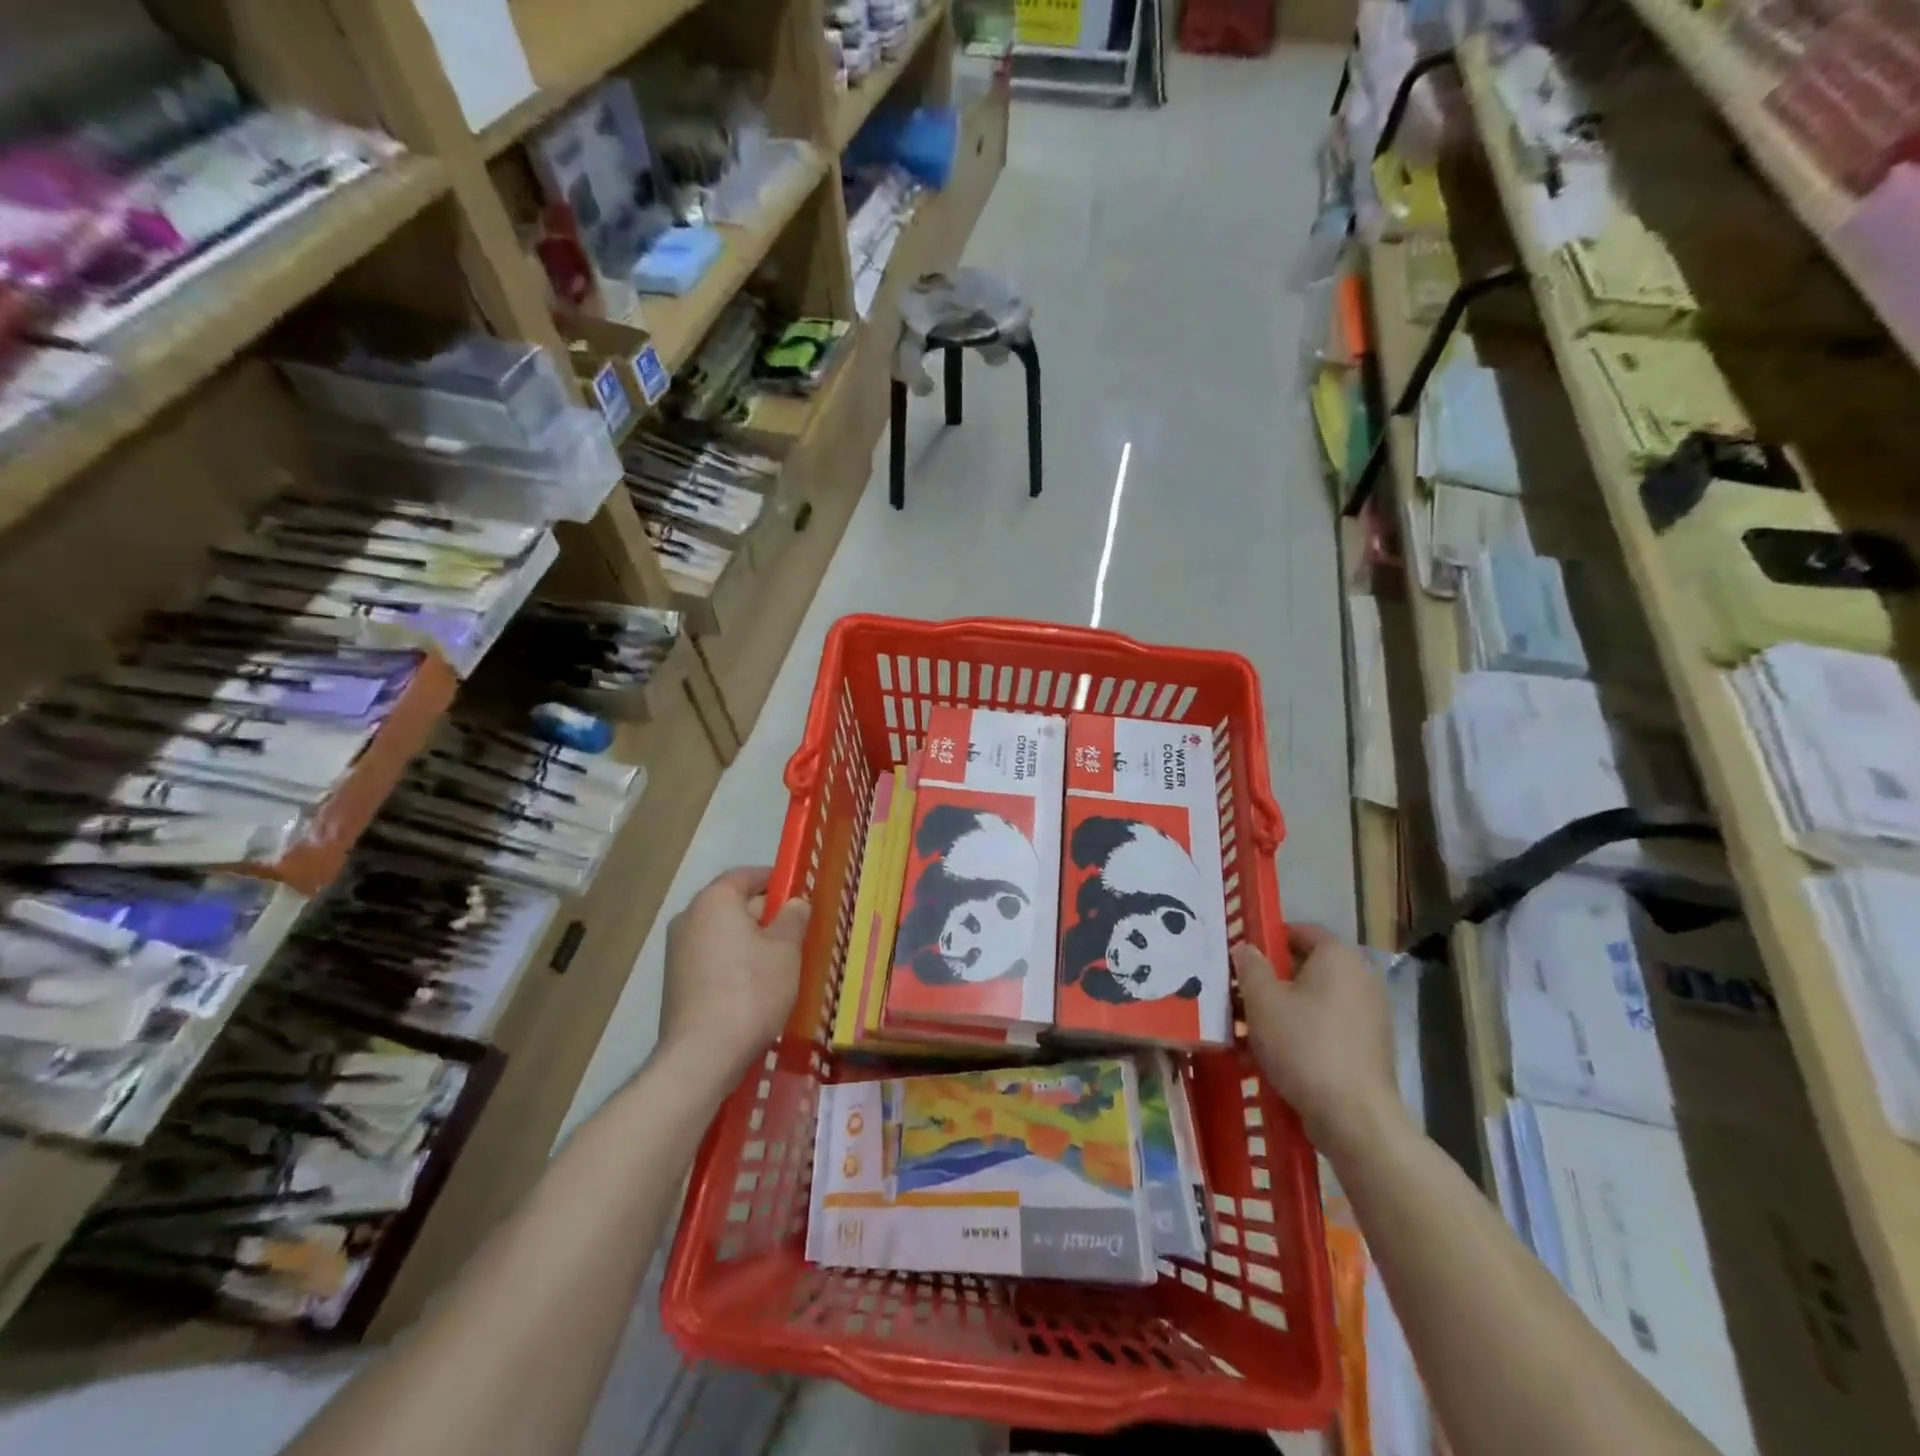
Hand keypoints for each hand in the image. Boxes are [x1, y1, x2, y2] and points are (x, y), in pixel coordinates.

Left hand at [660, 867, 809, 1073]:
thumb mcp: (786, 950)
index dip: (774, 880)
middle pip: (733, 904)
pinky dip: (733, 963)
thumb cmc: (752, 989)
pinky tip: (755, 986)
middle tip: (796, 932)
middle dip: (765, 914)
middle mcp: (689, 918)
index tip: (798, 893)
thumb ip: (793, 918)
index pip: (746, 875)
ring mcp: (677, 952)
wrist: (703, 1054)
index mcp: (714, 901)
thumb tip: (795, 902)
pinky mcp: (675, 982)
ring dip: (749, 941)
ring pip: (722, 934)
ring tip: (780, 962)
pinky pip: (711, 958)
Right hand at [1234, 923, 1403, 1153]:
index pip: (1299, 931)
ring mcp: (1370, 1014)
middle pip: (1307, 967)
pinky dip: (1303, 1032)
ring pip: (1315, 999)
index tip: (1240, 958)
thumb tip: (1246, 949)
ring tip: (1250, 1028)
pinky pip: (1328, 1026)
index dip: (1267, 939)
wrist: (1354, 1117)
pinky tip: (1275, 1054)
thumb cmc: (1304, 1045)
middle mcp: (1361, 978)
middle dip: (1272, 978)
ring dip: (1284, 1008)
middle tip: (1239, 994)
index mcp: (1338, 957)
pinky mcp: (1370, 1047)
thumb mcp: (1261, 1000)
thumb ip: (1250, 966)